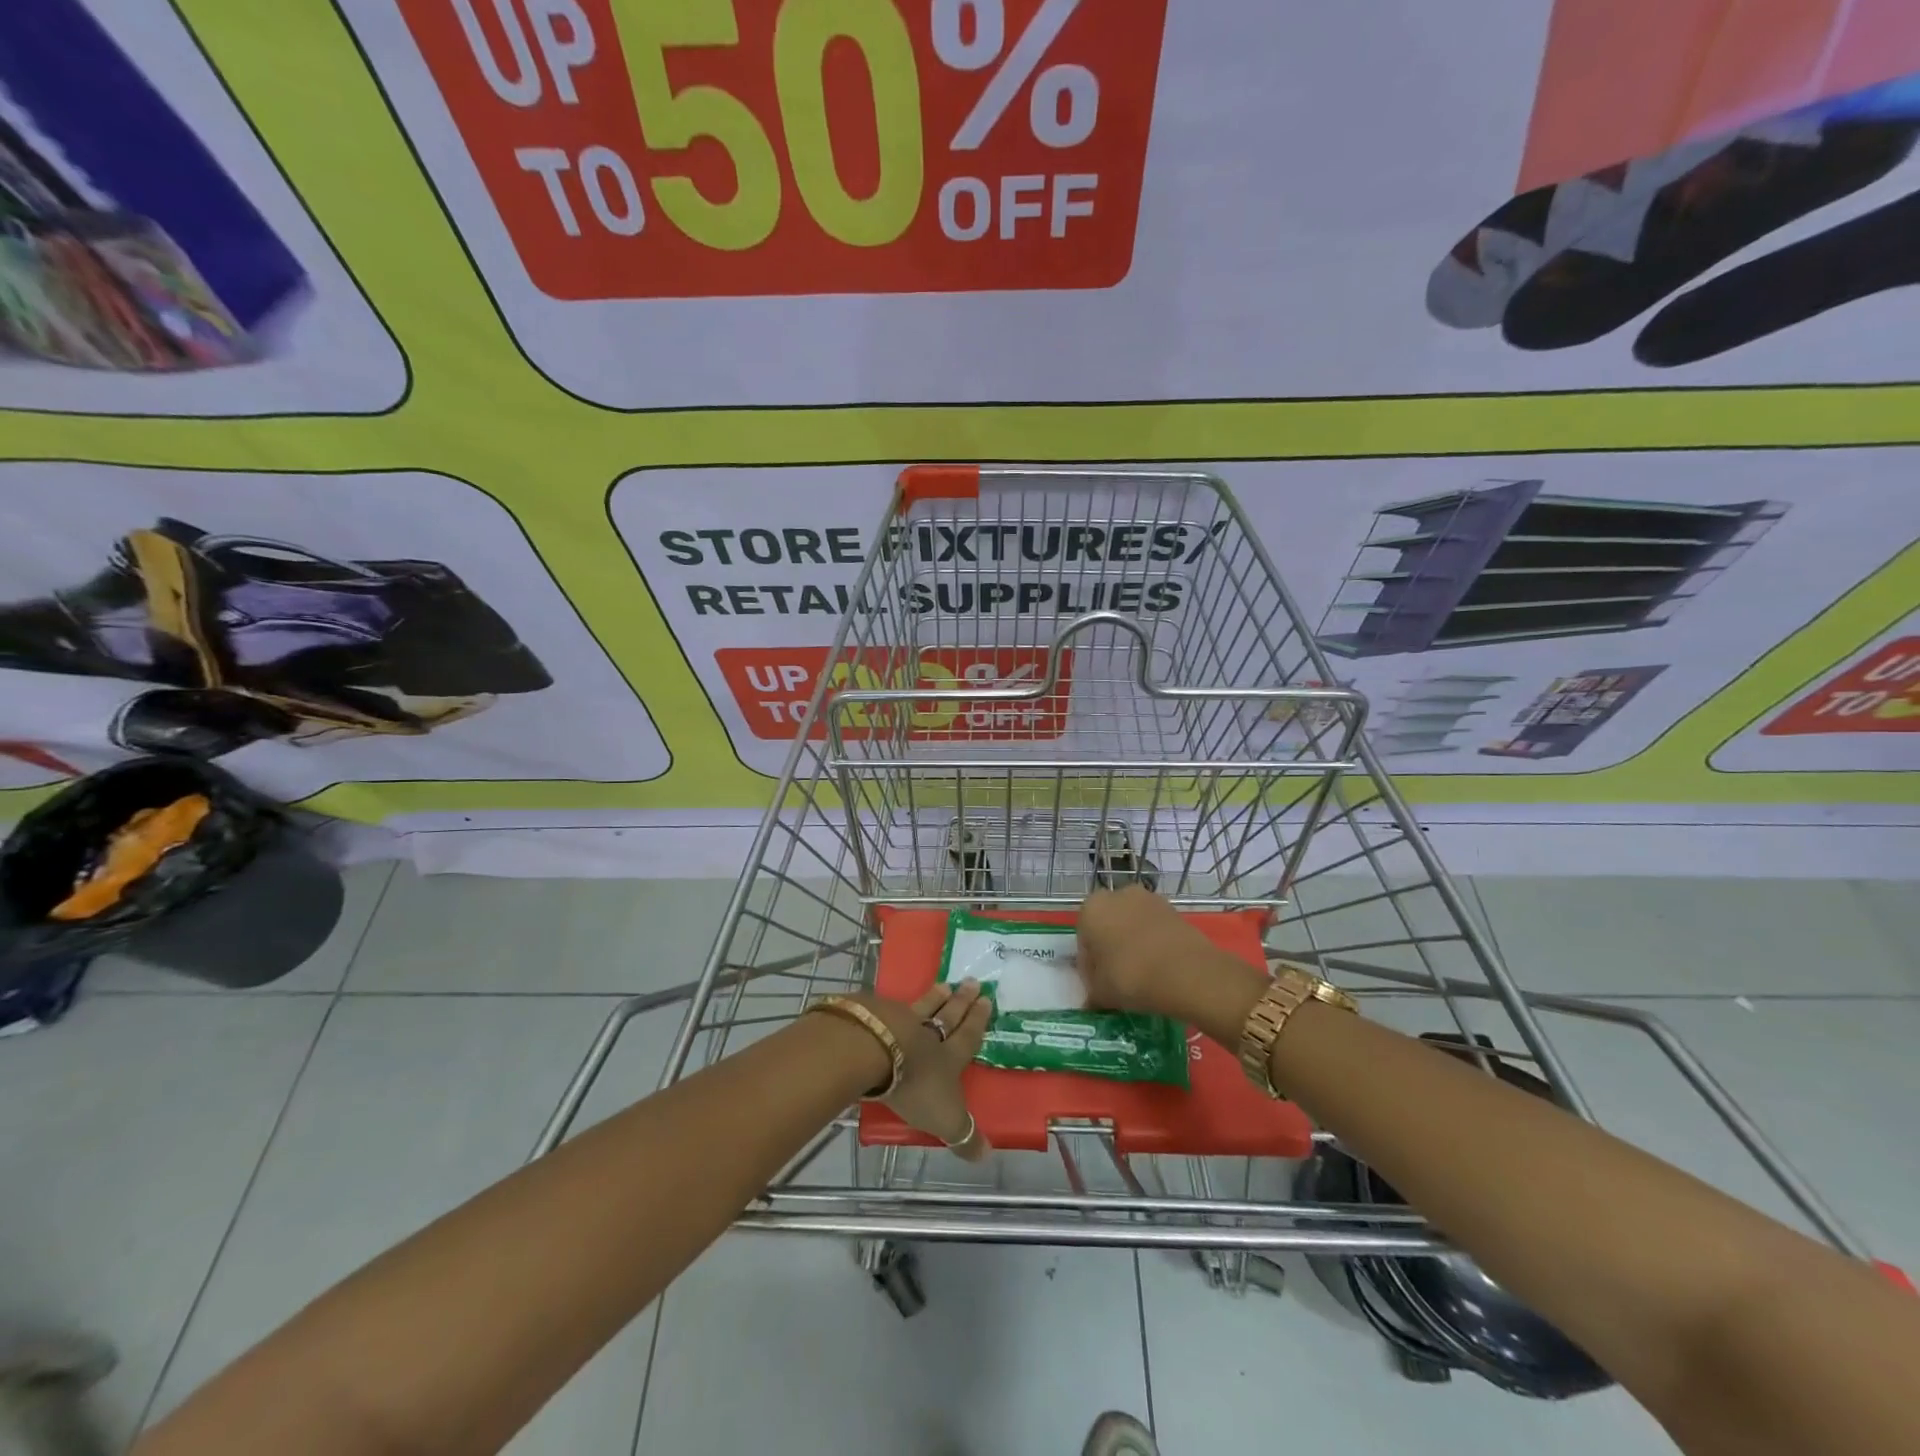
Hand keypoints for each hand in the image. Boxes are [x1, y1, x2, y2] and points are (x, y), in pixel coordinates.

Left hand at [859, 980, 992, 1161]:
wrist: (874, 1052)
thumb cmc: (915, 1086)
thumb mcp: (944, 1118)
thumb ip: (963, 1135)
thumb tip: (986, 1155)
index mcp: (949, 1057)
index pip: (968, 1037)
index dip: (977, 1021)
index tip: (986, 1001)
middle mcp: (928, 1035)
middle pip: (949, 1016)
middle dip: (962, 1002)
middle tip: (973, 981)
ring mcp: (901, 1021)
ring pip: (922, 1007)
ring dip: (934, 997)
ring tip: (944, 985)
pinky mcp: (875, 1015)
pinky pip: (891, 1007)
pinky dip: (897, 1005)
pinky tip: (895, 1001)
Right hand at [1076, 885, 1219, 1015]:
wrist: (1188, 973)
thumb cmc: (1131, 977)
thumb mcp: (1101, 993)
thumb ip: (1091, 992)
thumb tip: (1091, 999)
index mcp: (1091, 908)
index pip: (1083, 938)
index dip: (1089, 964)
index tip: (1098, 985)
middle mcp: (1117, 895)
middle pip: (1108, 925)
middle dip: (1111, 947)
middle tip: (1118, 978)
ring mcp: (1149, 899)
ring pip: (1132, 924)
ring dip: (1133, 943)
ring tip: (1143, 974)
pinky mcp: (1174, 909)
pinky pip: (1155, 928)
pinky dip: (1154, 943)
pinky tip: (1161, 968)